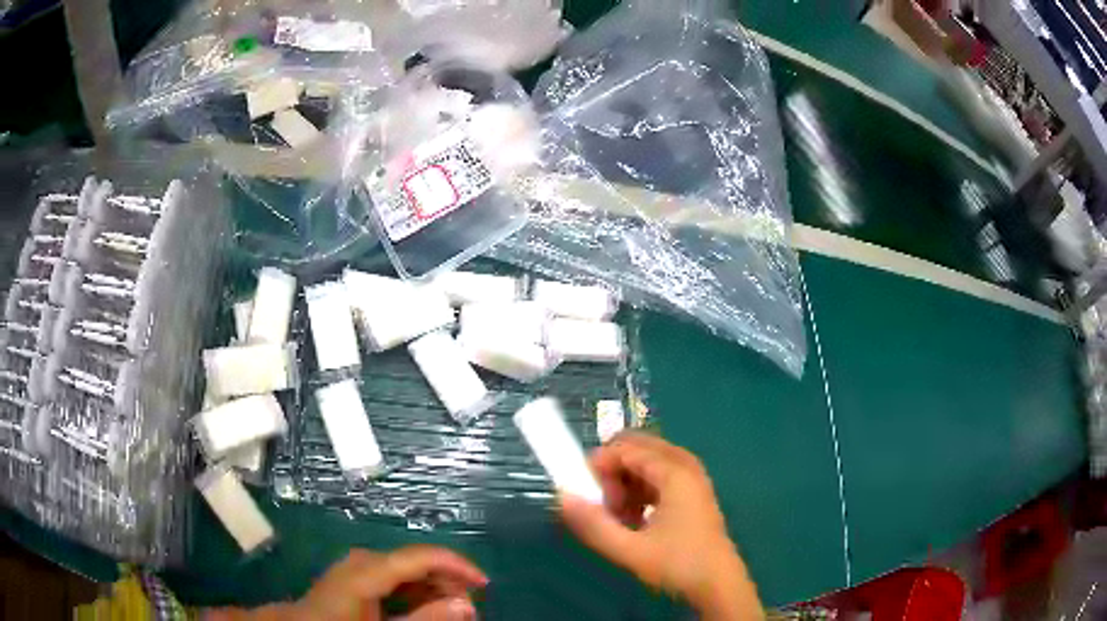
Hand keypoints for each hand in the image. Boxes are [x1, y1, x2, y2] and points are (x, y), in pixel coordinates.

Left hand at [206, 546, 486, 620]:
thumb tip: (467, 604)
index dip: (457, 565)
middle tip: (470, 609)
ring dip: (434, 588)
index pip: (421, 555)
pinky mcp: (358, 575)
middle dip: (448, 582)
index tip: (485, 584)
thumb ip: (425, 619)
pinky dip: (417, 592)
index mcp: (369, 569)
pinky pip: (396, 577)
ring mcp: (359, 566)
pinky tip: (426, 609)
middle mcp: (365, 559)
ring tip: (452, 612)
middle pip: (417, 561)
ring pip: (409, 569)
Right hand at [559, 433, 761, 619]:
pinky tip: (635, 519)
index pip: (626, 448)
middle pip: (637, 448)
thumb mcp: (630, 550)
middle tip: (604, 504)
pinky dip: (640, 490)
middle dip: (612, 470)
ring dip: (625, 482)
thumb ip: (593, 524)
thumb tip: (562, 496)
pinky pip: (659, 476)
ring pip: (647, 462)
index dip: (598, 464)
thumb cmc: (677, 564)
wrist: (718, 583)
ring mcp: (692, 477)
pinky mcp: (693, 491)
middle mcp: (685, 466)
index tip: (583, 493)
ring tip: (618, 516)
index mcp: (674, 473)